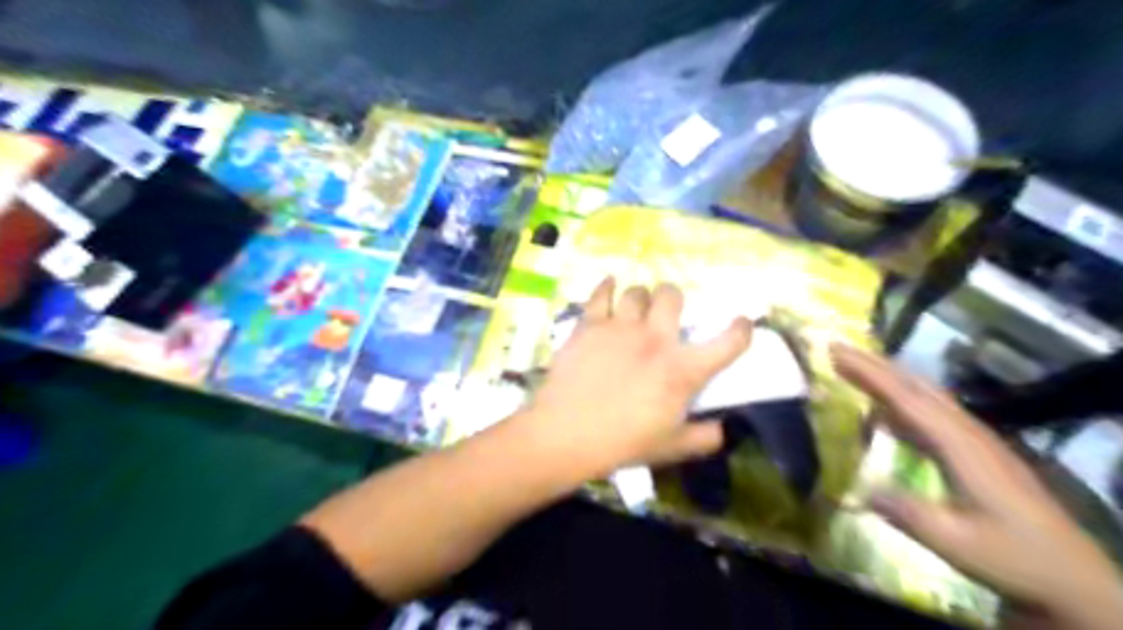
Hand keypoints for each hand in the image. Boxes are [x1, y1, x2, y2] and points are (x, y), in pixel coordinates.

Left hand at [513, 279, 748, 479]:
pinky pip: (600, 294)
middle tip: (666, 312)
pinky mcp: (589, 325)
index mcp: (682, 370)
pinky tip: (610, 285)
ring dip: (640, 298)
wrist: (566, 433)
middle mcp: (655, 339)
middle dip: (673, 299)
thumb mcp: (670, 448)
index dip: (741, 330)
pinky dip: (606, 287)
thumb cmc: (621, 443)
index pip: (727, 342)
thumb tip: (723, 429)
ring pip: (636, 292)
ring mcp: (620, 327)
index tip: (742, 324)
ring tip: (635, 308)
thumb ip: (703, 438)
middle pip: (671, 295)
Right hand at [832, 348, 1122, 626]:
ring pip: (926, 396)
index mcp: (961, 445)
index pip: (907, 399)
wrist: (1073, 578)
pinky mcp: (976, 452)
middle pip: (917, 387)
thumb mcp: (956, 542)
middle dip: (876, 365)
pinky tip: (885, 411)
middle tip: (836, 349)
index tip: (836, 353)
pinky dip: (903, 402)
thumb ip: (906, 513)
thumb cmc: (1013, 557)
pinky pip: (932, 415)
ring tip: (854, 368)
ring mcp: (975, 440)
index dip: (870, 374)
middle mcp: (968, 432)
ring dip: (889, 378)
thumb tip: (857, 489)